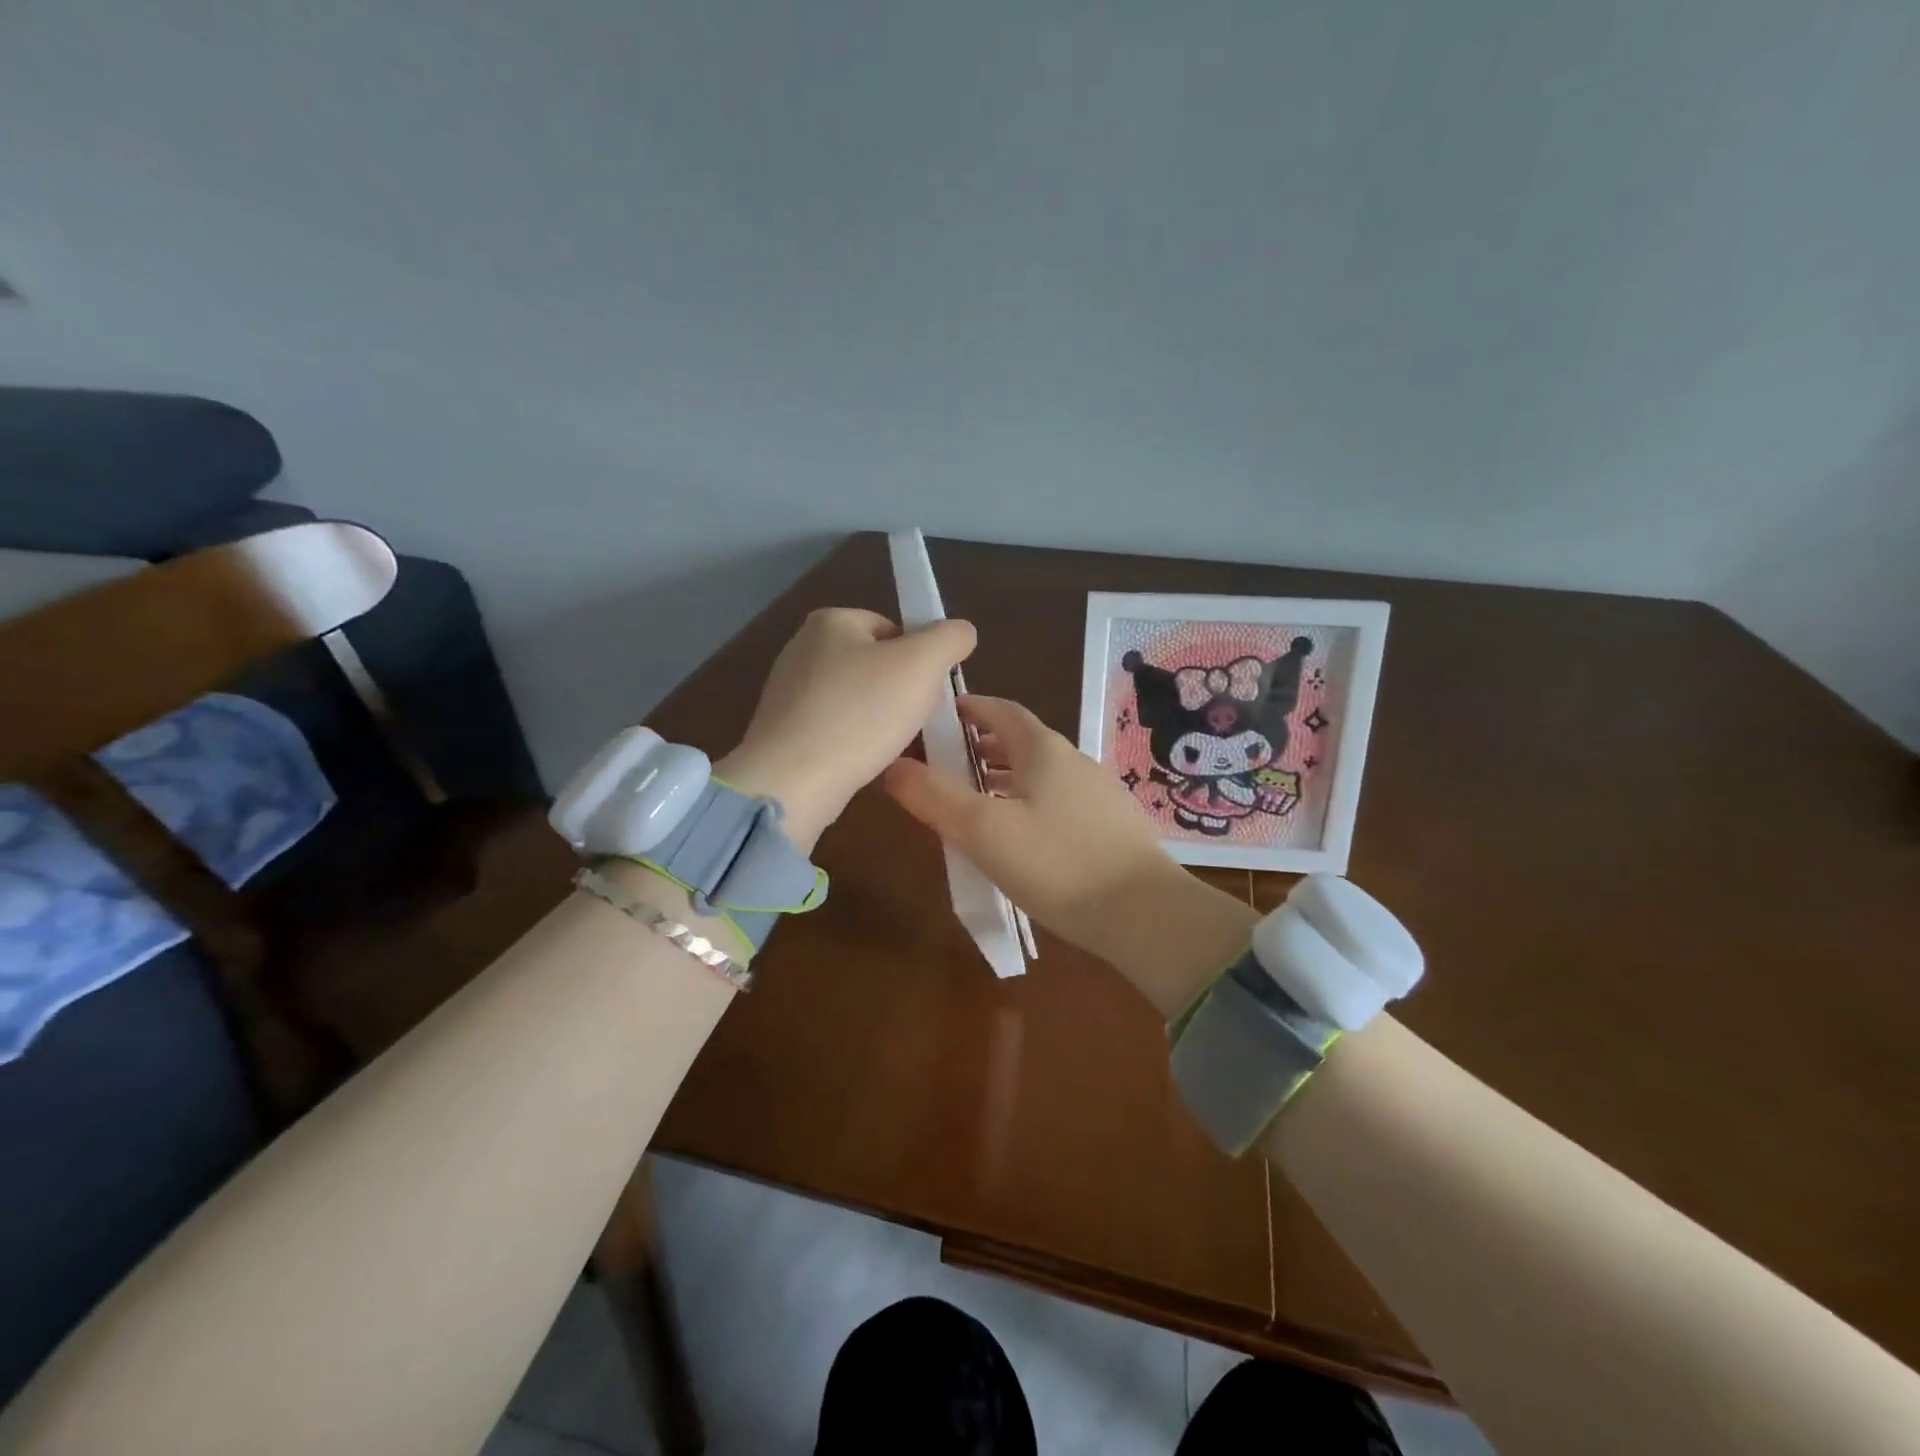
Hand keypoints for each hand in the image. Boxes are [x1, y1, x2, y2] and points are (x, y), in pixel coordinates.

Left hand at [717, 608, 976, 851]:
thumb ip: (949, 638)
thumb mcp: (922, 664)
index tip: (930, 691)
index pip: (892, 628)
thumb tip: (961, 632)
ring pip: (856, 700)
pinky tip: (864, 761)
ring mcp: (787, 692)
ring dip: (879, 720)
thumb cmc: (861, 713)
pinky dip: (854, 742)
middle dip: (901, 691)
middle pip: (874, 664)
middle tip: (916, 720)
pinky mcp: (782, 732)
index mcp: (830, 621)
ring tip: (891, 745)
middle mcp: (802, 648)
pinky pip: (834, 729)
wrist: (793, 780)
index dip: (919, 658)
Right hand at [882, 696, 1258, 1012]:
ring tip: (973, 804)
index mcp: (1043, 749)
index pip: (1000, 710)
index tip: (937, 717)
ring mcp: (1098, 793)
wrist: (1146, 915)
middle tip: (944, 767)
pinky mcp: (1111, 826)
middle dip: (980, 748)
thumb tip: (892, 767)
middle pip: (1020, 742)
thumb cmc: (1057, 864)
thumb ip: (934, 797)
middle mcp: (1074, 761)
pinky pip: (1058, 801)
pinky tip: (1020, 839)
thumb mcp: (983, 831)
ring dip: (1004, 780)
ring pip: (1040, 774)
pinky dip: (1028, 804)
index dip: (967, 708)